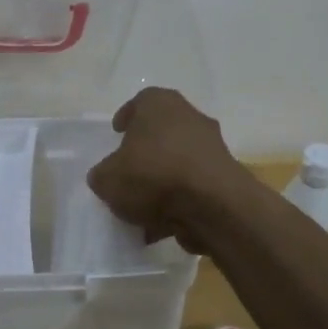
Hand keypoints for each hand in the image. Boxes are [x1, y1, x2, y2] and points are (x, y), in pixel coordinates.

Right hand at [86, 88, 246, 250]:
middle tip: (128, 171)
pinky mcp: (224, 178)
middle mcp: (190, 117)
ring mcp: (212, 148)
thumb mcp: (108, 178)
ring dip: (162, 182)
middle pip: (162, 132)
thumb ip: (103, 175)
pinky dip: (178, 203)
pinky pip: (193, 188)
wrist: (213, 205)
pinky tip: (160, 226)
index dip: (126, 117)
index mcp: (160, 104)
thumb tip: (106, 177)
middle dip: (145, 152)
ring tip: (141, 209)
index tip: (117, 133)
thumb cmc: (154, 175)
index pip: (141, 102)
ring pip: (178, 162)